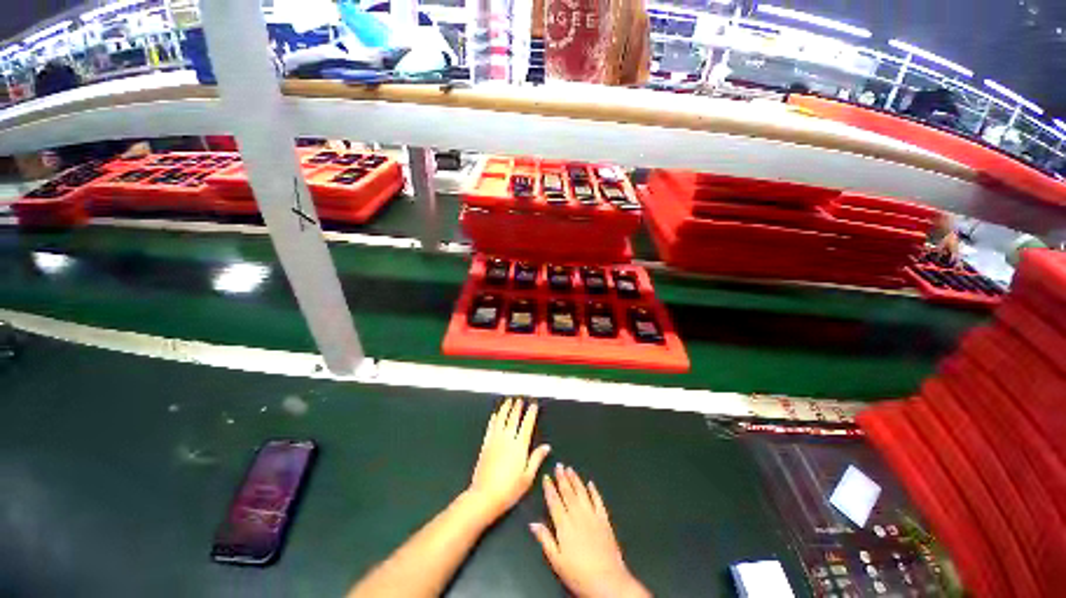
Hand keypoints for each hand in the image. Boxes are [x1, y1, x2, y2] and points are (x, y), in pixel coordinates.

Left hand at [467, 398, 550, 521]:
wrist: (485, 496)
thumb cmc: (509, 489)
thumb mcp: (528, 477)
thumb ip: (537, 459)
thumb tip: (547, 447)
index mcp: (520, 446)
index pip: (527, 424)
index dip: (531, 413)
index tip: (533, 404)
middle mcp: (508, 439)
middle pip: (513, 418)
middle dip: (517, 407)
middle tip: (520, 399)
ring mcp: (495, 440)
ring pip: (501, 419)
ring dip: (505, 409)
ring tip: (508, 401)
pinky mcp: (485, 445)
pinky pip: (490, 428)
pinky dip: (494, 419)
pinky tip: (495, 415)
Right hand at [531, 466, 649, 597]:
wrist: (607, 581)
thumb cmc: (578, 574)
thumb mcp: (556, 560)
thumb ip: (545, 539)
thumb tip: (532, 523)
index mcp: (564, 524)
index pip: (554, 501)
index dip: (549, 488)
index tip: (546, 476)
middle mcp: (577, 515)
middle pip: (568, 492)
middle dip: (562, 478)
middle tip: (559, 465)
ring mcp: (592, 515)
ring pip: (581, 492)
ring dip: (575, 480)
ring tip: (570, 469)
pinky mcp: (604, 520)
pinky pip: (598, 501)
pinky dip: (594, 491)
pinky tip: (591, 483)